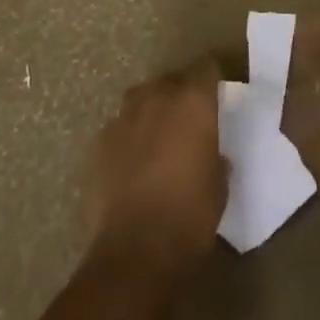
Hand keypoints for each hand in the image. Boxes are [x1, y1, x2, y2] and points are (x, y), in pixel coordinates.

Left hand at [84, 59, 227, 278]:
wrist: (136, 251)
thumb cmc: (190, 216)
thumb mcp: (219, 186)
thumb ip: (216, 157)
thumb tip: (212, 154)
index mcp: (193, 102)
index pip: (206, 68)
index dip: (211, 79)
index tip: (216, 93)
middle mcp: (158, 98)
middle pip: (170, 81)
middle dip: (179, 95)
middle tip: (187, 120)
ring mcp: (124, 117)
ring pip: (140, 99)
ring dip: (150, 111)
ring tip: (156, 137)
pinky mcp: (100, 142)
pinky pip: (119, 128)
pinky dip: (128, 137)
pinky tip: (132, 162)